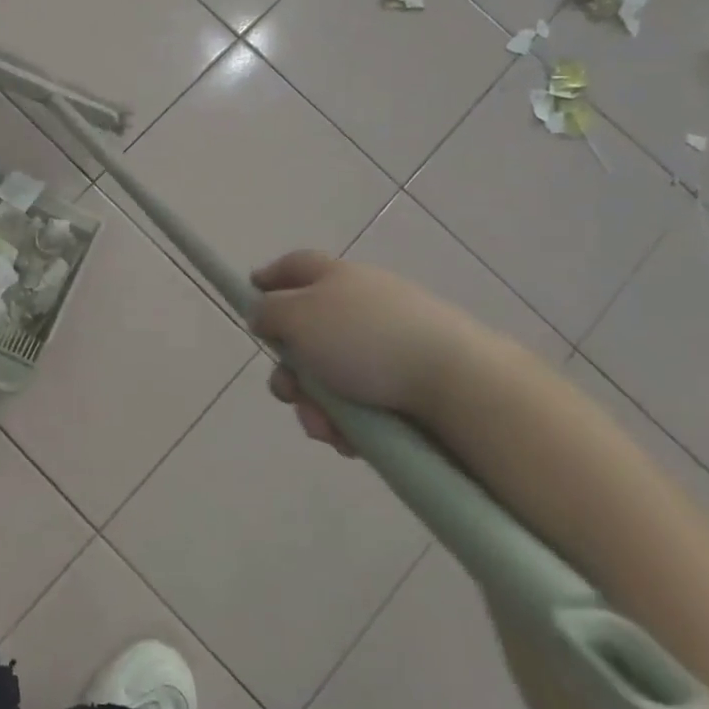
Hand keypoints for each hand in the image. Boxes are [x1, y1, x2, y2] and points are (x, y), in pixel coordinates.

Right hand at [250, 250, 493, 453]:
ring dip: (315, 405)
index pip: (296, 266)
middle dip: (290, 370)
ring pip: (330, 379)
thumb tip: (263, 314)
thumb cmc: (366, 340)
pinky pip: (361, 406)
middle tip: (288, 391)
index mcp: (338, 279)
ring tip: (325, 427)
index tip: (251, 291)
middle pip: (307, 335)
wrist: (457, 384)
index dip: (270, 276)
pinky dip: (348, 424)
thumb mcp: (299, 315)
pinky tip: (350, 441)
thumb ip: (269, 312)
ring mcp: (388, 348)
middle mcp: (363, 308)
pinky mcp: (409, 388)